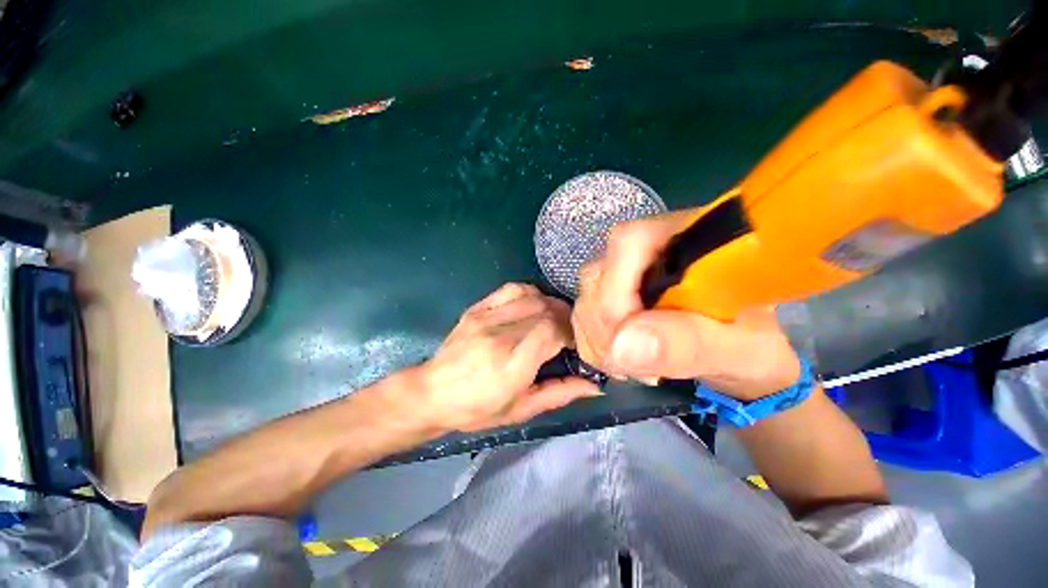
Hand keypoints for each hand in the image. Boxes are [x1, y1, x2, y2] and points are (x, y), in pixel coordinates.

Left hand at [416, 283, 600, 432]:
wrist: (432, 393)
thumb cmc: (477, 409)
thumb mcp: (521, 410)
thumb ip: (559, 393)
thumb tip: (595, 386)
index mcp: (511, 365)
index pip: (552, 330)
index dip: (570, 332)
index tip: (574, 344)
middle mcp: (499, 336)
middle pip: (545, 310)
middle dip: (565, 318)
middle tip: (569, 332)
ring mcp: (485, 318)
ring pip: (532, 296)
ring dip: (550, 304)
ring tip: (554, 319)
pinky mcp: (477, 309)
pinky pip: (511, 289)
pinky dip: (530, 293)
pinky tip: (533, 305)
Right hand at [572, 211, 800, 400]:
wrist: (740, 354)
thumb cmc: (751, 345)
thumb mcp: (736, 349)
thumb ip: (688, 344)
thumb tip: (623, 346)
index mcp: (686, 240)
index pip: (627, 245)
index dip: (617, 294)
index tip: (632, 342)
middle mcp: (646, 249)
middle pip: (597, 277)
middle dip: (608, 330)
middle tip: (639, 367)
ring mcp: (623, 273)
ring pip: (585, 300)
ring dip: (600, 343)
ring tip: (637, 369)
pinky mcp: (612, 294)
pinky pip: (583, 318)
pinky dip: (595, 346)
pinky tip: (621, 361)